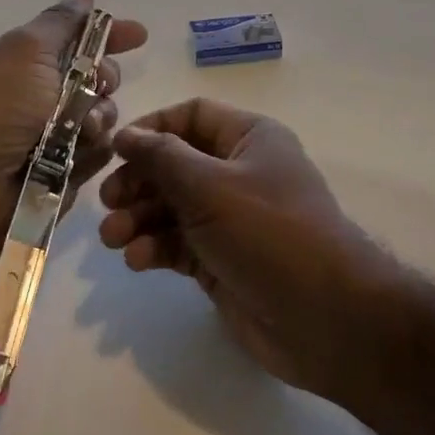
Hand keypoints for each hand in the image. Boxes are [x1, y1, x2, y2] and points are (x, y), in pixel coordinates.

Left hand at [0, 0, 148, 225]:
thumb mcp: (22, 51)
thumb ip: (60, 23)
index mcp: (12, 65)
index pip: (68, 40)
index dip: (104, 35)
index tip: (138, 35)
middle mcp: (29, 99)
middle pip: (92, 78)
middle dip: (103, 78)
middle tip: (98, 84)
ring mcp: (46, 138)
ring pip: (100, 116)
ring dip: (97, 116)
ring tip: (78, 129)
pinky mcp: (62, 173)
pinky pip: (97, 152)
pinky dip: (91, 150)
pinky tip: (76, 155)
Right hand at [97, 99, 403, 404]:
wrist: (326, 318)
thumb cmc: (269, 233)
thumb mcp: (210, 186)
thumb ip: (162, 158)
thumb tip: (125, 134)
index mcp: (249, 139)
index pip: (191, 116)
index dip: (152, 129)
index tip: (115, 151)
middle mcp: (239, 173)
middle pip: (175, 164)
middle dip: (138, 182)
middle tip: (108, 203)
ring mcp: (231, 220)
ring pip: (172, 208)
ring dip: (139, 219)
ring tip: (114, 239)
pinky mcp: (221, 260)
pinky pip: (179, 244)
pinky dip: (156, 248)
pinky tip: (139, 261)